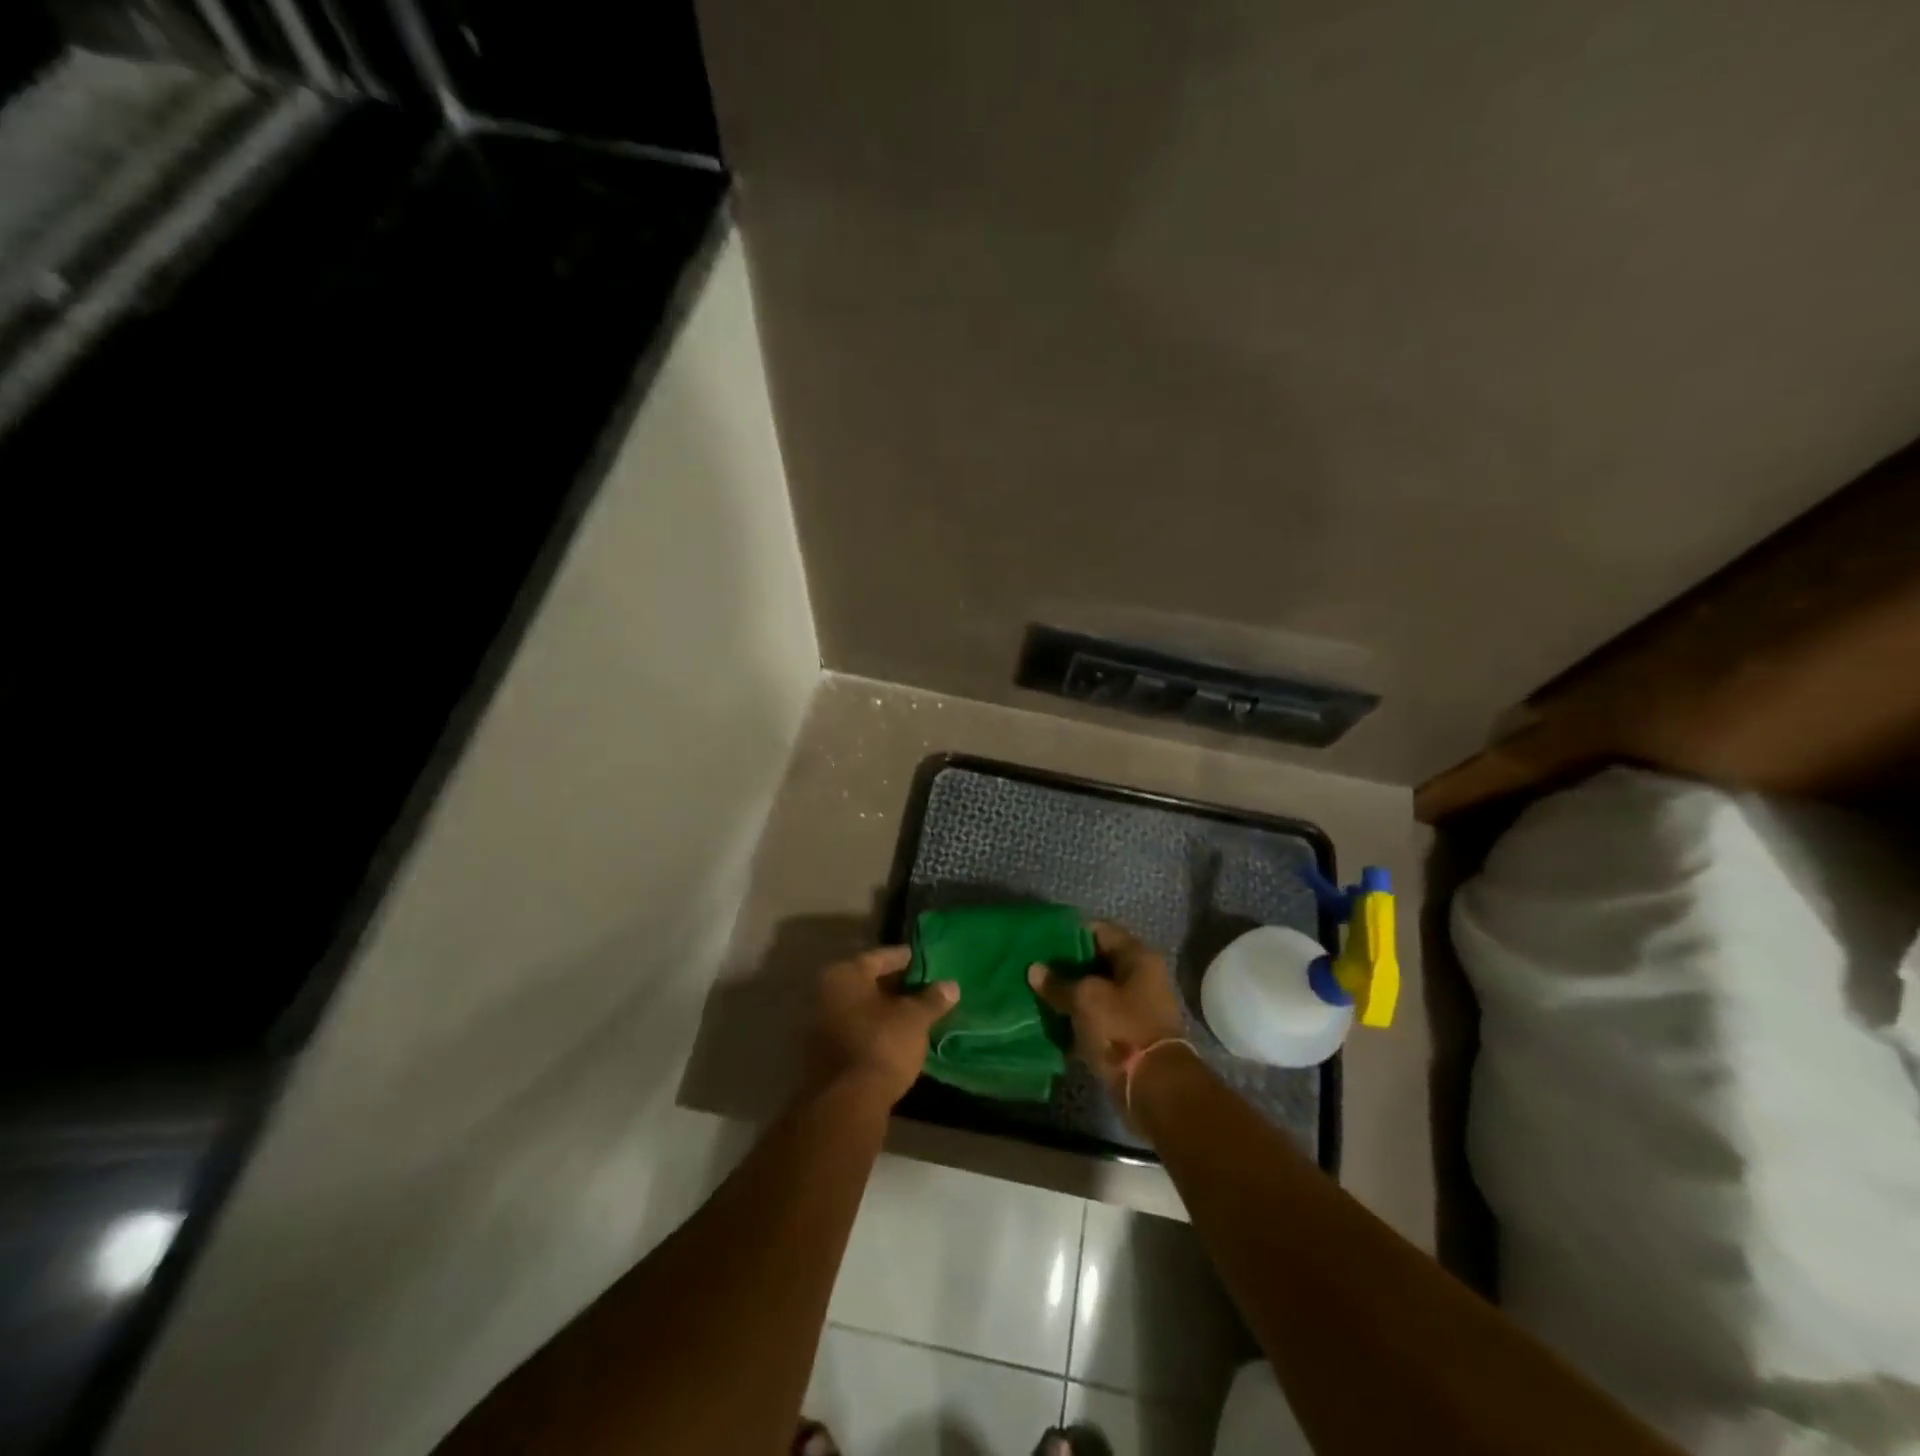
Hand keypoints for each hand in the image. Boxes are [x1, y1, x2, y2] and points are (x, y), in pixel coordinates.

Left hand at [806, 946, 958, 1106]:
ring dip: (882, 1009)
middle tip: (921, 987)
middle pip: (865, 982)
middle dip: (893, 985)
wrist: (846, 1105)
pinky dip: (872, 1029)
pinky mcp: (821, 1054)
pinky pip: (852, 1029)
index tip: (922, 960)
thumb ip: (932, 999)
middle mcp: (823, 993)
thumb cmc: (881, 1046)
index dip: (903, 959)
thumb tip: (951, 985)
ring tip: (912, 1012)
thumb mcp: (914, 1019)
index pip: (878, 957)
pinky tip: (894, 1036)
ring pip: (858, 1008)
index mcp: (843, 974)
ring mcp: (817, 1025)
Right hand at [1028, 922, 1186, 1098]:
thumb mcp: (1085, 1000)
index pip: (1100, 930)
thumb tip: (1034, 969)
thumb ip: (1058, 983)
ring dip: (1071, 994)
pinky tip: (1052, 1022)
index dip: (1071, 933)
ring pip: (1096, 992)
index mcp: (1137, 957)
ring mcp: (1136, 1008)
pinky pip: (1098, 1019)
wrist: (1154, 1087)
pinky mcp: (1128, 1035)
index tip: (1042, 940)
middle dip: (1067, 966)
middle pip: (1097, 962)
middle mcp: (1141, 977)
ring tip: (1037, 994)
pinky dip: (1078, 1020)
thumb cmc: (1122, 1029)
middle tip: (1036, 968)